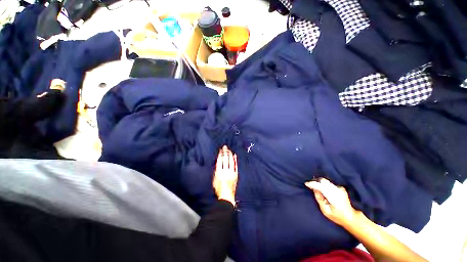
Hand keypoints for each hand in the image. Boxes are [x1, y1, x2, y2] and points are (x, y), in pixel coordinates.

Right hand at [213, 145, 237, 205]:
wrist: (226, 195)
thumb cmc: (218, 188)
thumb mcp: (214, 179)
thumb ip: (216, 170)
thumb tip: (218, 162)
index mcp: (219, 172)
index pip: (220, 160)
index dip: (220, 154)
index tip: (220, 149)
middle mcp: (225, 171)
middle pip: (225, 159)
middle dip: (225, 152)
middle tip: (225, 147)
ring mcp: (231, 172)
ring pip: (231, 161)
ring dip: (230, 154)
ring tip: (229, 150)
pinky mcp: (236, 174)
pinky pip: (235, 165)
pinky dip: (235, 160)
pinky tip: (235, 155)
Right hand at [305, 178, 357, 226]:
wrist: (351, 216)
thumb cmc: (337, 216)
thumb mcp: (325, 211)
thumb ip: (319, 199)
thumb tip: (314, 189)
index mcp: (334, 198)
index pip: (322, 187)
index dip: (313, 184)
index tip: (306, 183)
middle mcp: (338, 191)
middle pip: (324, 181)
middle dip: (316, 182)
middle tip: (310, 185)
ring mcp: (340, 189)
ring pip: (326, 181)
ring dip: (320, 182)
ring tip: (315, 186)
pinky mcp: (341, 188)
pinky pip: (329, 183)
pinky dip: (324, 184)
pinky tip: (323, 188)